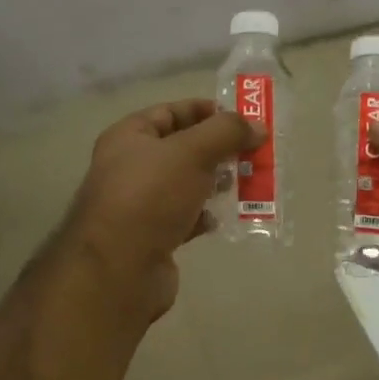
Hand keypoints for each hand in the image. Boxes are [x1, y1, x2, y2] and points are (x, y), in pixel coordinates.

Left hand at [62, 99, 261, 320]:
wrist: (120, 268)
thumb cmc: (151, 196)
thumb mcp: (192, 152)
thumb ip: (227, 132)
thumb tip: (258, 126)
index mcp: (128, 137)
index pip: (170, 112)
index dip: (205, 111)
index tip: (242, 119)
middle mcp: (129, 167)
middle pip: (181, 149)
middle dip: (217, 150)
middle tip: (251, 154)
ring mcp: (139, 204)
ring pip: (185, 184)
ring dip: (214, 183)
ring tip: (244, 185)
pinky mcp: (152, 237)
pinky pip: (184, 218)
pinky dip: (204, 216)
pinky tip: (220, 219)